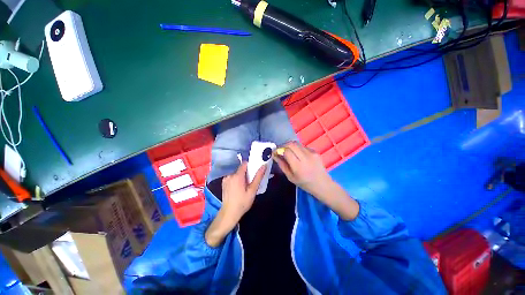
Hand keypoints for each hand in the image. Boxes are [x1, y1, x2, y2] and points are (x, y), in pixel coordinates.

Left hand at [205, 162, 265, 246]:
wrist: (229, 213)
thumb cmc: (242, 202)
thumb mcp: (252, 190)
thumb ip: (258, 177)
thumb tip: (263, 166)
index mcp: (237, 176)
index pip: (244, 164)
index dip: (250, 166)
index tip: (254, 172)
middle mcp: (230, 175)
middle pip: (240, 169)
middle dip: (246, 174)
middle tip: (250, 183)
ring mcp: (225, 179)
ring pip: (236, 174)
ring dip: (241, 177)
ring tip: (244, 187)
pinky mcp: (223, 183)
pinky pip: (232, 178)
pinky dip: (236, 180)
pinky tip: (237, 189)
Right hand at [273, 141, 331, 196]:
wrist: (323, 184)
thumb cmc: (305, 183)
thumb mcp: (290, 177)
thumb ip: (282, 165)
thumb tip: (274, 155)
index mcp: (298, 166)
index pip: (286, 151)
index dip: (279, 149)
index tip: (275, 152)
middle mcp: (305, 157)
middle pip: (291, 144)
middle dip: (283, 145)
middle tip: (280, 150)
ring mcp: (311, 153)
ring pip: (297, 143)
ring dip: (290, 146)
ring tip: (288, 152)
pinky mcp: (315, 151)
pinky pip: (302, 146)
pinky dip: (297, 148)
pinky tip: (297, 155)